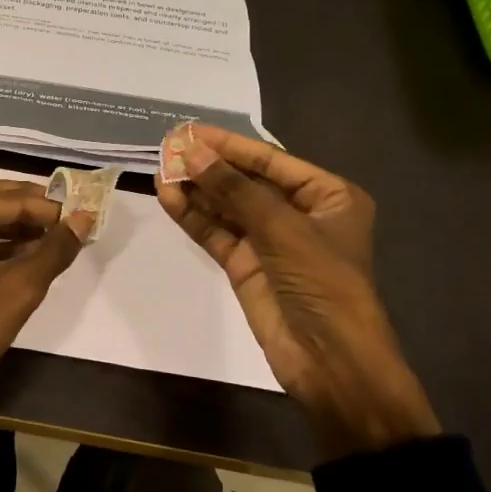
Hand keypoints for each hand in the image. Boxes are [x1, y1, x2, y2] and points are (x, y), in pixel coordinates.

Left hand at [0, 178, 91, 424]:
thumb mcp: (19, 288)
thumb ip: (54, 250)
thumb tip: (83, 219)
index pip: (10, 199)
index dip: (49, 206)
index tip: (83, 213)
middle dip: (29, 204)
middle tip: (66, 214)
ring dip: (14, 223)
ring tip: (53, 233)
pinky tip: (25, 255)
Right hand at [157, 126, 438, 460]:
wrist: (330, 360)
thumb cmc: (322, 283)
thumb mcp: (282, 229)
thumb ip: (233, 190)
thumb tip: (190, 153)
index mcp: (327, 196)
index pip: (271, 162)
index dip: (229, 146)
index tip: (190, 131)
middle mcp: (299, 214)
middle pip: (246, 183)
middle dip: (208, 167)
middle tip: (167, 148)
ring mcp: (271, 242)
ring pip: (227, 208)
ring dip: (196, 190)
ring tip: (160, 170)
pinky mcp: (247, 266)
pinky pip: (217, 234)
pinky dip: (194, 218)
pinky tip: (168, 199)